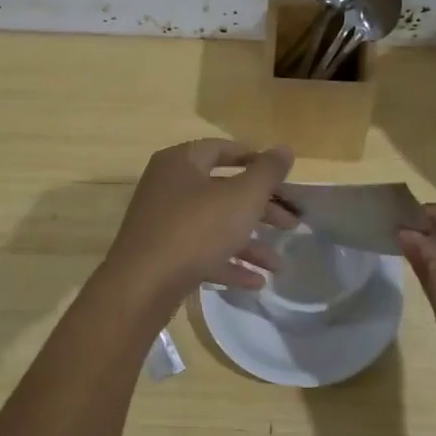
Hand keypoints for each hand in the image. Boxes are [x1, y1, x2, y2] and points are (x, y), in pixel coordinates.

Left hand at [103, 139, 296, 303]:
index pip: (222, 149)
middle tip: (292, 224)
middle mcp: (169, 188)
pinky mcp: (163, 256)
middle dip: (261, 209)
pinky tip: (256, 282)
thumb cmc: (196, 229)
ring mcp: (164, 224)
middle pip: (224, 191)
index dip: (255, 159)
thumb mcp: (242, 197)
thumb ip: (266, 172)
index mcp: (181, 163)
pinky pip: (202, 254)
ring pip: (216, 226)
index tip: (283, 177)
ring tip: (279, 265)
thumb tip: (284, 149)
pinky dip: (229, 264)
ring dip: (250, 243)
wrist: (143, 286)